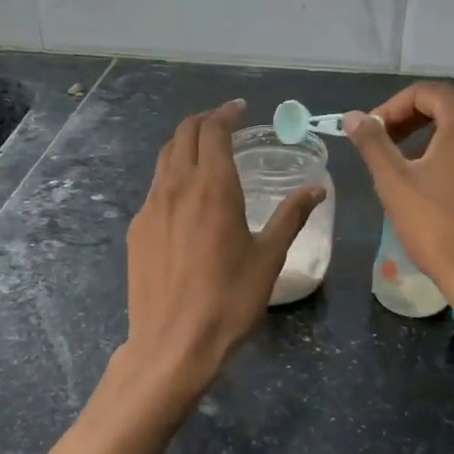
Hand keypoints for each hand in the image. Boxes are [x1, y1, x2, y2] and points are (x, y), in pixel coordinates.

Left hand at [116, 100, 322, 407]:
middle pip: (184, 134)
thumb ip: (291, 216)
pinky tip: (186, 197)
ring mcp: (151, 207)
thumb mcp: (269, 257)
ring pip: (165, 158)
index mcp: (213, 187)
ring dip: (185, 143)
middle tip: (224, 122)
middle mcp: (177, 187)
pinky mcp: (137, 228)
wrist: (172, 344)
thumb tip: (317, 187)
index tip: (239, 109)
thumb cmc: (229, 300)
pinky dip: (172, 175)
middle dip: (204, 121)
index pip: (214, 131)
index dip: (226, 113)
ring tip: (204, 151)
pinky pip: (155, 187)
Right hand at [344, 83, 453, 309]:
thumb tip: (352, 116)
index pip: (425, 92)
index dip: (391, 108)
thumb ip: (372, 142)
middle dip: (412, 122)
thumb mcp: (394, 182)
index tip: (372, 134)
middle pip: (449, 107)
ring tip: (410, 169)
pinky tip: (444, 189)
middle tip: (386, 148)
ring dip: (435, 140)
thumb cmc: (438, 226)